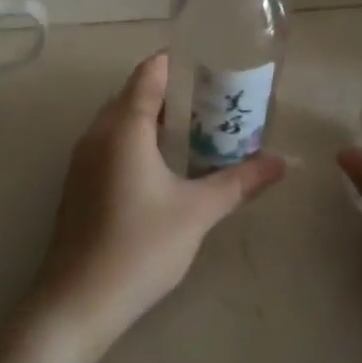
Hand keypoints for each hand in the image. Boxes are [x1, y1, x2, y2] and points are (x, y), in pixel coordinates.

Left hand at [31, 53, 285, 362]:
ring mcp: (82, 160)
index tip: (210, 62)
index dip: (177, 62)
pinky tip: (162, 165)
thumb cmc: (141, 247)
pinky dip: (136, 140)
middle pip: (133, 94)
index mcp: (123, 128)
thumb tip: (282, 163)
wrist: (78, 301)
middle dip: (170, 91)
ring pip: (119, 121)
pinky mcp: (78, 184)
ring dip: (152, 117)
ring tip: (194, 128)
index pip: (148, 74)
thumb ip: (240, 182)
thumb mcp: (198, 212)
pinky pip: (109, 144)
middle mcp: (97, 134)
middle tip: (212, 98)